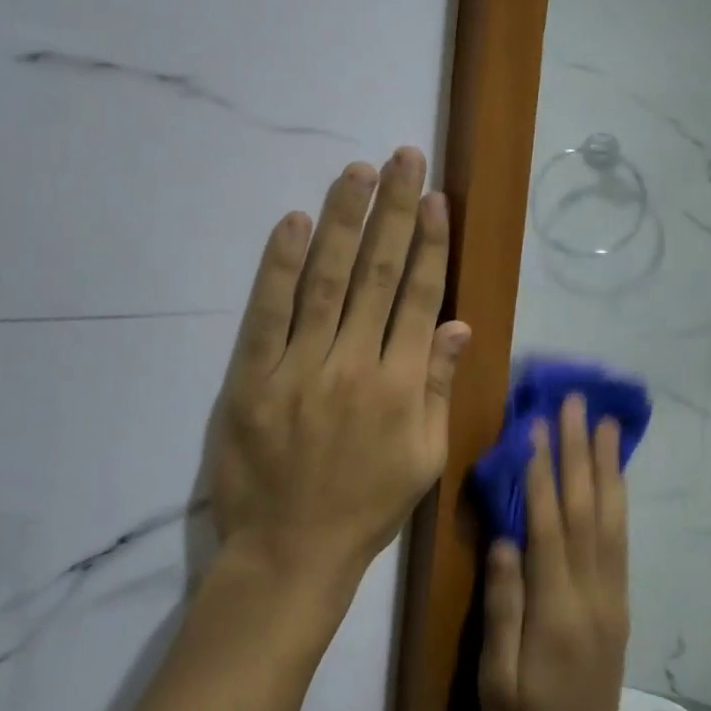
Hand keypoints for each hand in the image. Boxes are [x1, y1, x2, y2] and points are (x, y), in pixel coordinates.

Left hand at [205, 148, 471, 593]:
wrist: (290, 553)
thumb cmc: (365, 507)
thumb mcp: (424, 459)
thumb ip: (440, 388)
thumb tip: (458, 324)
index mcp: (402, 386)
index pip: (419, 297)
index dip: (430, 244)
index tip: (436, 199)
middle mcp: (355, 365)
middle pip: (379, 274)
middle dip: (395, 211)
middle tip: (403, 158)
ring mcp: (300, 368)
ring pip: (327, 281)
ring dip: (345, 221)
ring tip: (358, 171)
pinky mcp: (252, 378)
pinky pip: (268, 312)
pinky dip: (281, 265)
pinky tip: (296, 223)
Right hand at [479, 394, 633, 710]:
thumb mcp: (496, 675)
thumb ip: (503, 605)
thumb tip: (505, 539)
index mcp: (556, 609)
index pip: (549, 527)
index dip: (542, 473)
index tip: (536, 427)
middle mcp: (592, 591)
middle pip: (585, 510)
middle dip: (578, 452)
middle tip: (575, 404)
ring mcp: (612, 593)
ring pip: (610, 518)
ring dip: (605, 466)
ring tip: (603, 424)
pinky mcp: (619, 599)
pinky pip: (620, 539)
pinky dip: (617, 498)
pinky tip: (613, 473)